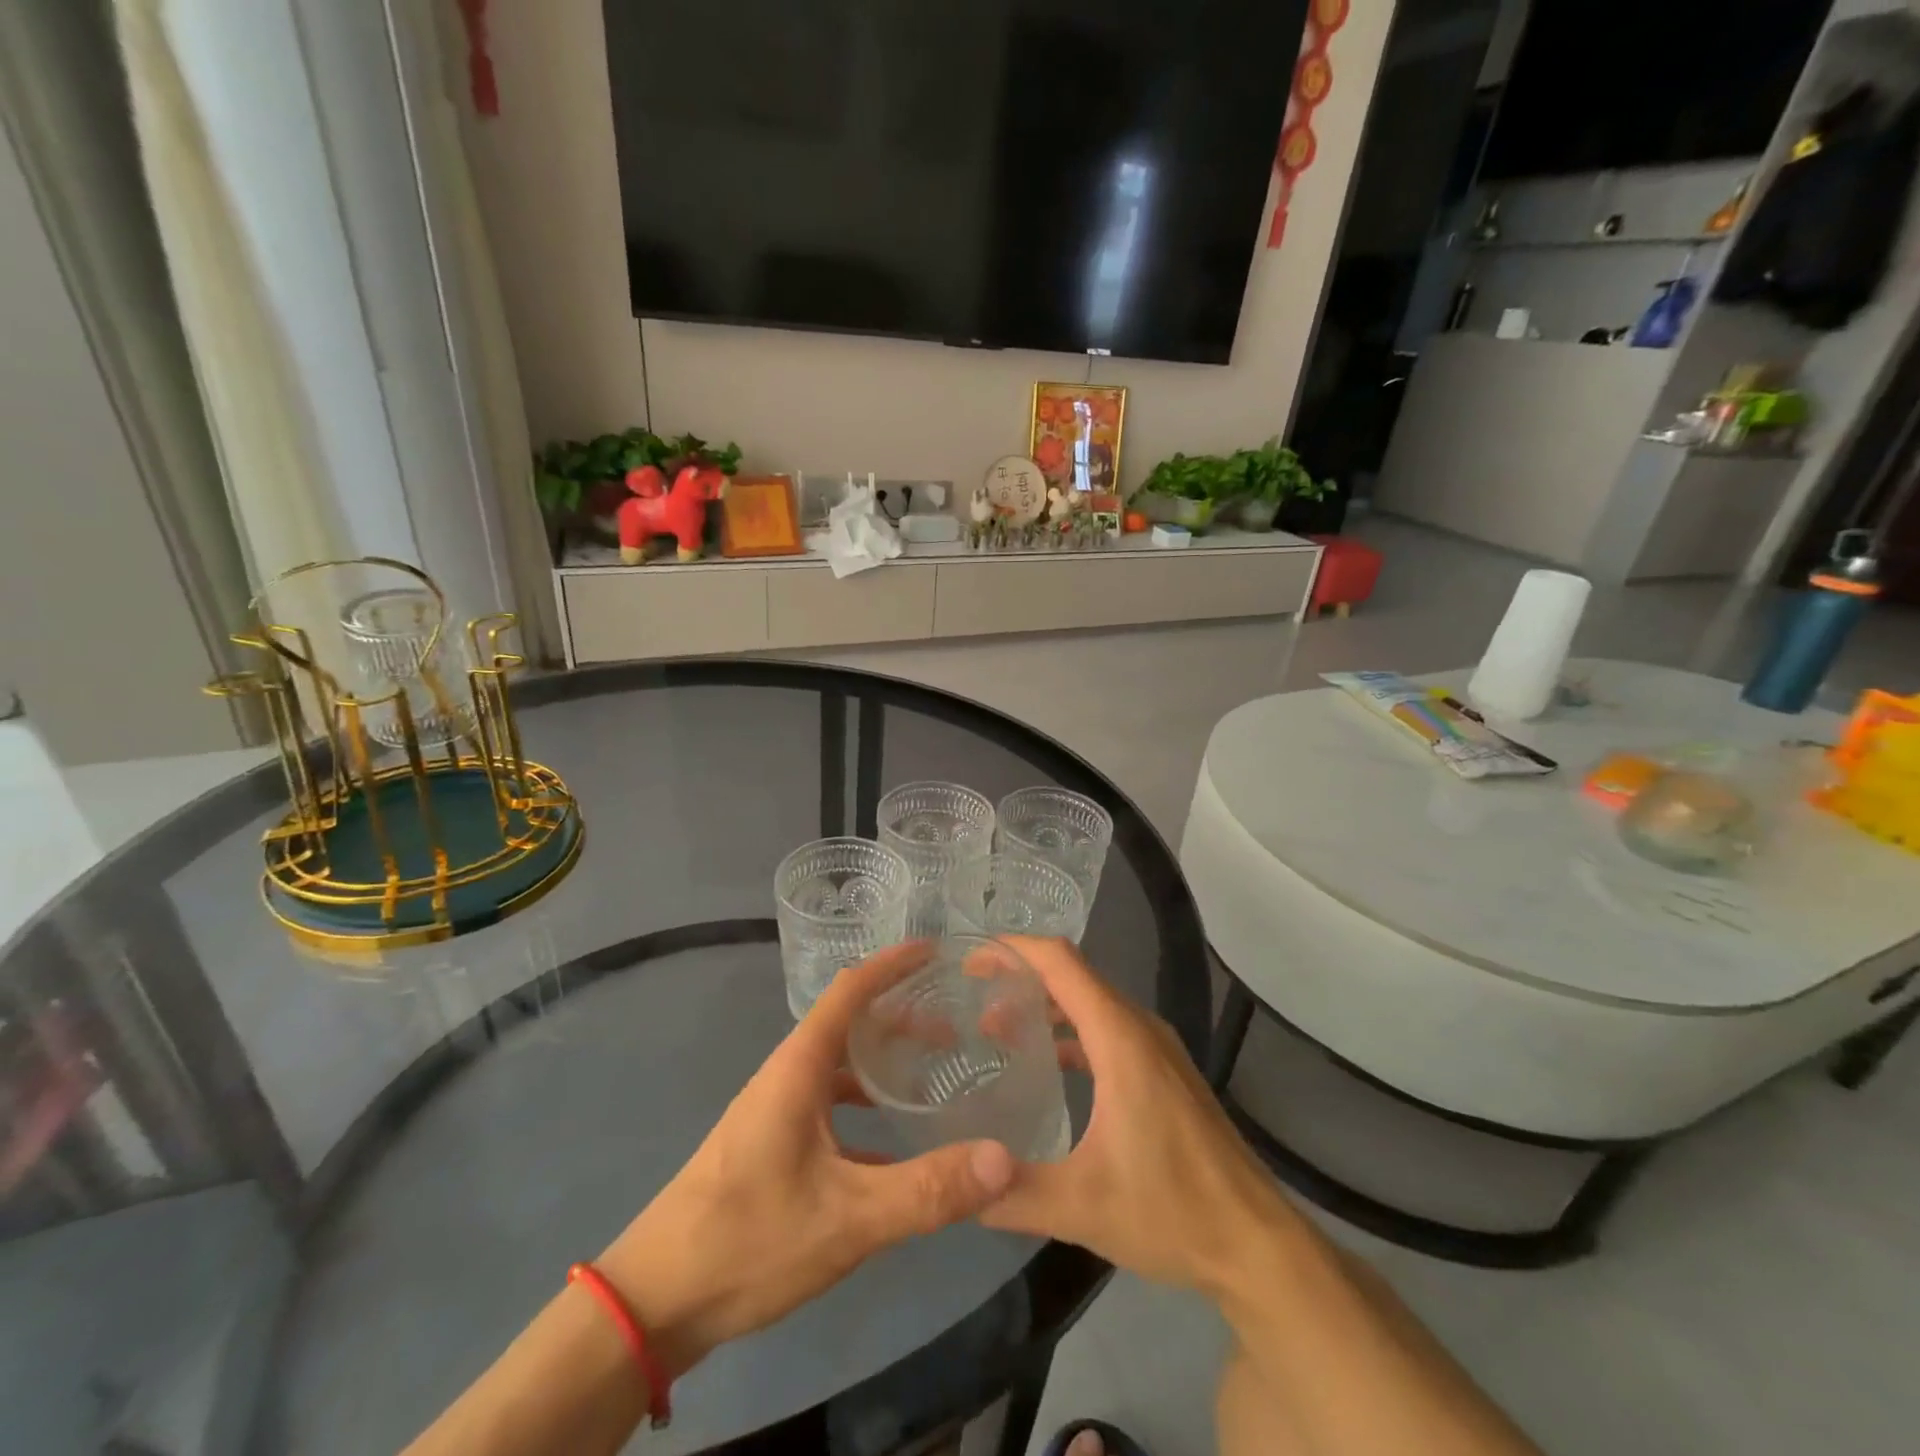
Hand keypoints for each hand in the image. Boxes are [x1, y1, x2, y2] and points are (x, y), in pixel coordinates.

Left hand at [594, 944, 1016, 1378]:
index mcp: (799, 1067)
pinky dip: (864, 1107)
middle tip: (955, 1026)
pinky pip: (829, 1107)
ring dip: (882, 1063)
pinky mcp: (771, 1147)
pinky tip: (895, 1144)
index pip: (850, 990)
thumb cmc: (749, 1238)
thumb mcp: (849, 1217)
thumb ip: (927, 1190)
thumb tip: (1003, 1158)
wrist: (654, 1302)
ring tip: (932, 1075)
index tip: (936, 951)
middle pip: (849, 1024)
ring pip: (839, 1068)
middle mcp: (787, 1077)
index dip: (892, 964)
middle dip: (900, 1016)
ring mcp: (775, 1113)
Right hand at [979, 938, 1297, 1298]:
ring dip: (1045, 1006)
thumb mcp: (1081, 1207)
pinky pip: (1108, 1030)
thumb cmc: (1173, 1211)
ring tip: (996, 1030)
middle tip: (970, 1000)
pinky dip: (1071, 1033)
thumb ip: (1012, 1192)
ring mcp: (1157, 1049)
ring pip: (1091, 1003)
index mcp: (1120, 1038)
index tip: (970, 961)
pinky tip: (1046, 1067)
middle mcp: (1139, 1028)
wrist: (1257, 1245)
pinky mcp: (1165, 1073)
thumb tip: (958, 1183)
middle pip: (1073, 976)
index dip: (1013, 949)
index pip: (1060, 962)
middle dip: (1020, 977)